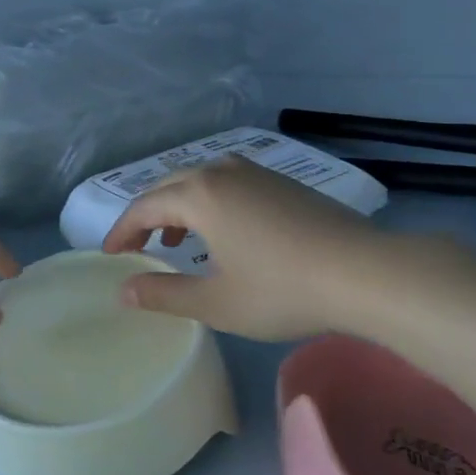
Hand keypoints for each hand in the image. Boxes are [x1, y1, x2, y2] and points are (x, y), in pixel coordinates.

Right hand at [100, 155, 468, 342]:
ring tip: (177, 240)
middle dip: (147, 216)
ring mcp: (255, 172)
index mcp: (198, 195)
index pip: (143, 207)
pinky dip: (209, 202)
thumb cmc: (282, 289)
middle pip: (168, 186)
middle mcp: (221, 171)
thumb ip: (164, 295)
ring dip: (179, 206)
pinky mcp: (281, 181)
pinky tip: (224, 231)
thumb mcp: (216, 302)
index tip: (110, 256)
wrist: (365, 272)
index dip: (121, 232)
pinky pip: (227, 182)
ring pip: (200, 180)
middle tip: (136, 248)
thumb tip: (123, 291)